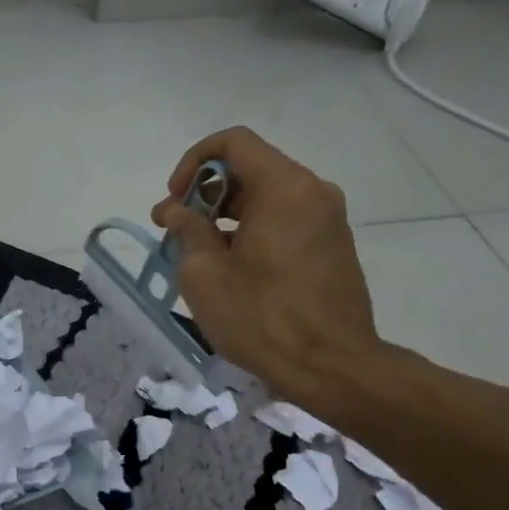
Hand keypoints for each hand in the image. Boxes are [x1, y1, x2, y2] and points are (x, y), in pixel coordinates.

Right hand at [151, 126, 384, 403]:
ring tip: (198, 256)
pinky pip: (286, 222)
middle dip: (206, 195)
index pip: (234, 142)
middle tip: (175, 232)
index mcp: (284, 188)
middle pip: (251, 170)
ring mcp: (329, 220)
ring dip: (227, 217)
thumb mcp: (205, 276)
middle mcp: (313, 192)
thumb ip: (187, 231)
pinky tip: (234, 270)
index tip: (174, 200)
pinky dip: (254, 232)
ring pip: (269, 199)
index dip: (194, 162)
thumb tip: (176, 211)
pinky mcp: (334, 247)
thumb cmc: (262, 319)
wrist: (332, 367)